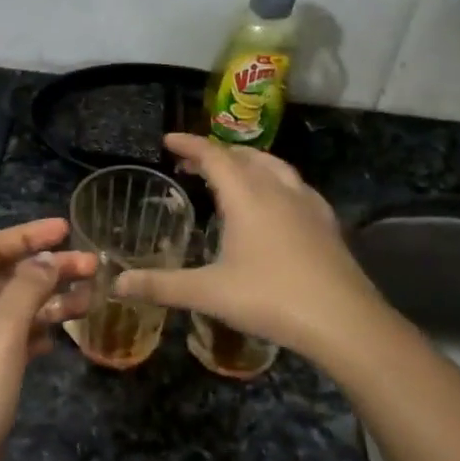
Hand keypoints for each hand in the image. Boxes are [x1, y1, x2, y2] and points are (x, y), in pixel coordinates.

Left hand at [0, 219, 94, 460]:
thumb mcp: (0, 335)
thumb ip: (25, 290)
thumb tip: (46, 259)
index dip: (25, 235)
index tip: (66, 230)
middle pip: (5, 278)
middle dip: (47, 267)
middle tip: (93, 266)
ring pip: (16, 311)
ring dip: (50, 299)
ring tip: (91, 298)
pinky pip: (17, 342)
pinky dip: (41, 331)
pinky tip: (63, 335)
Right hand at [112, 135, 403, 363]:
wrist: (343, 320)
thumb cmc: (270, 299)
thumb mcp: (208, 293)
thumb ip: (160, 286)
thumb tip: (116, 283)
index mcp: (246, 196)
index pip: (213, 156)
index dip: (189, 144)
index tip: (168, 141)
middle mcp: (277, 189)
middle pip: (244, 156)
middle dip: (215, 153)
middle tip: (192, 164)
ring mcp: (307, 203)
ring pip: (274, 166)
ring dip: (247, 162)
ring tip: (232, 174)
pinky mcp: (326, 221)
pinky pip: (295, 185)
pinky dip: (275, 180)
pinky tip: (276, 202)